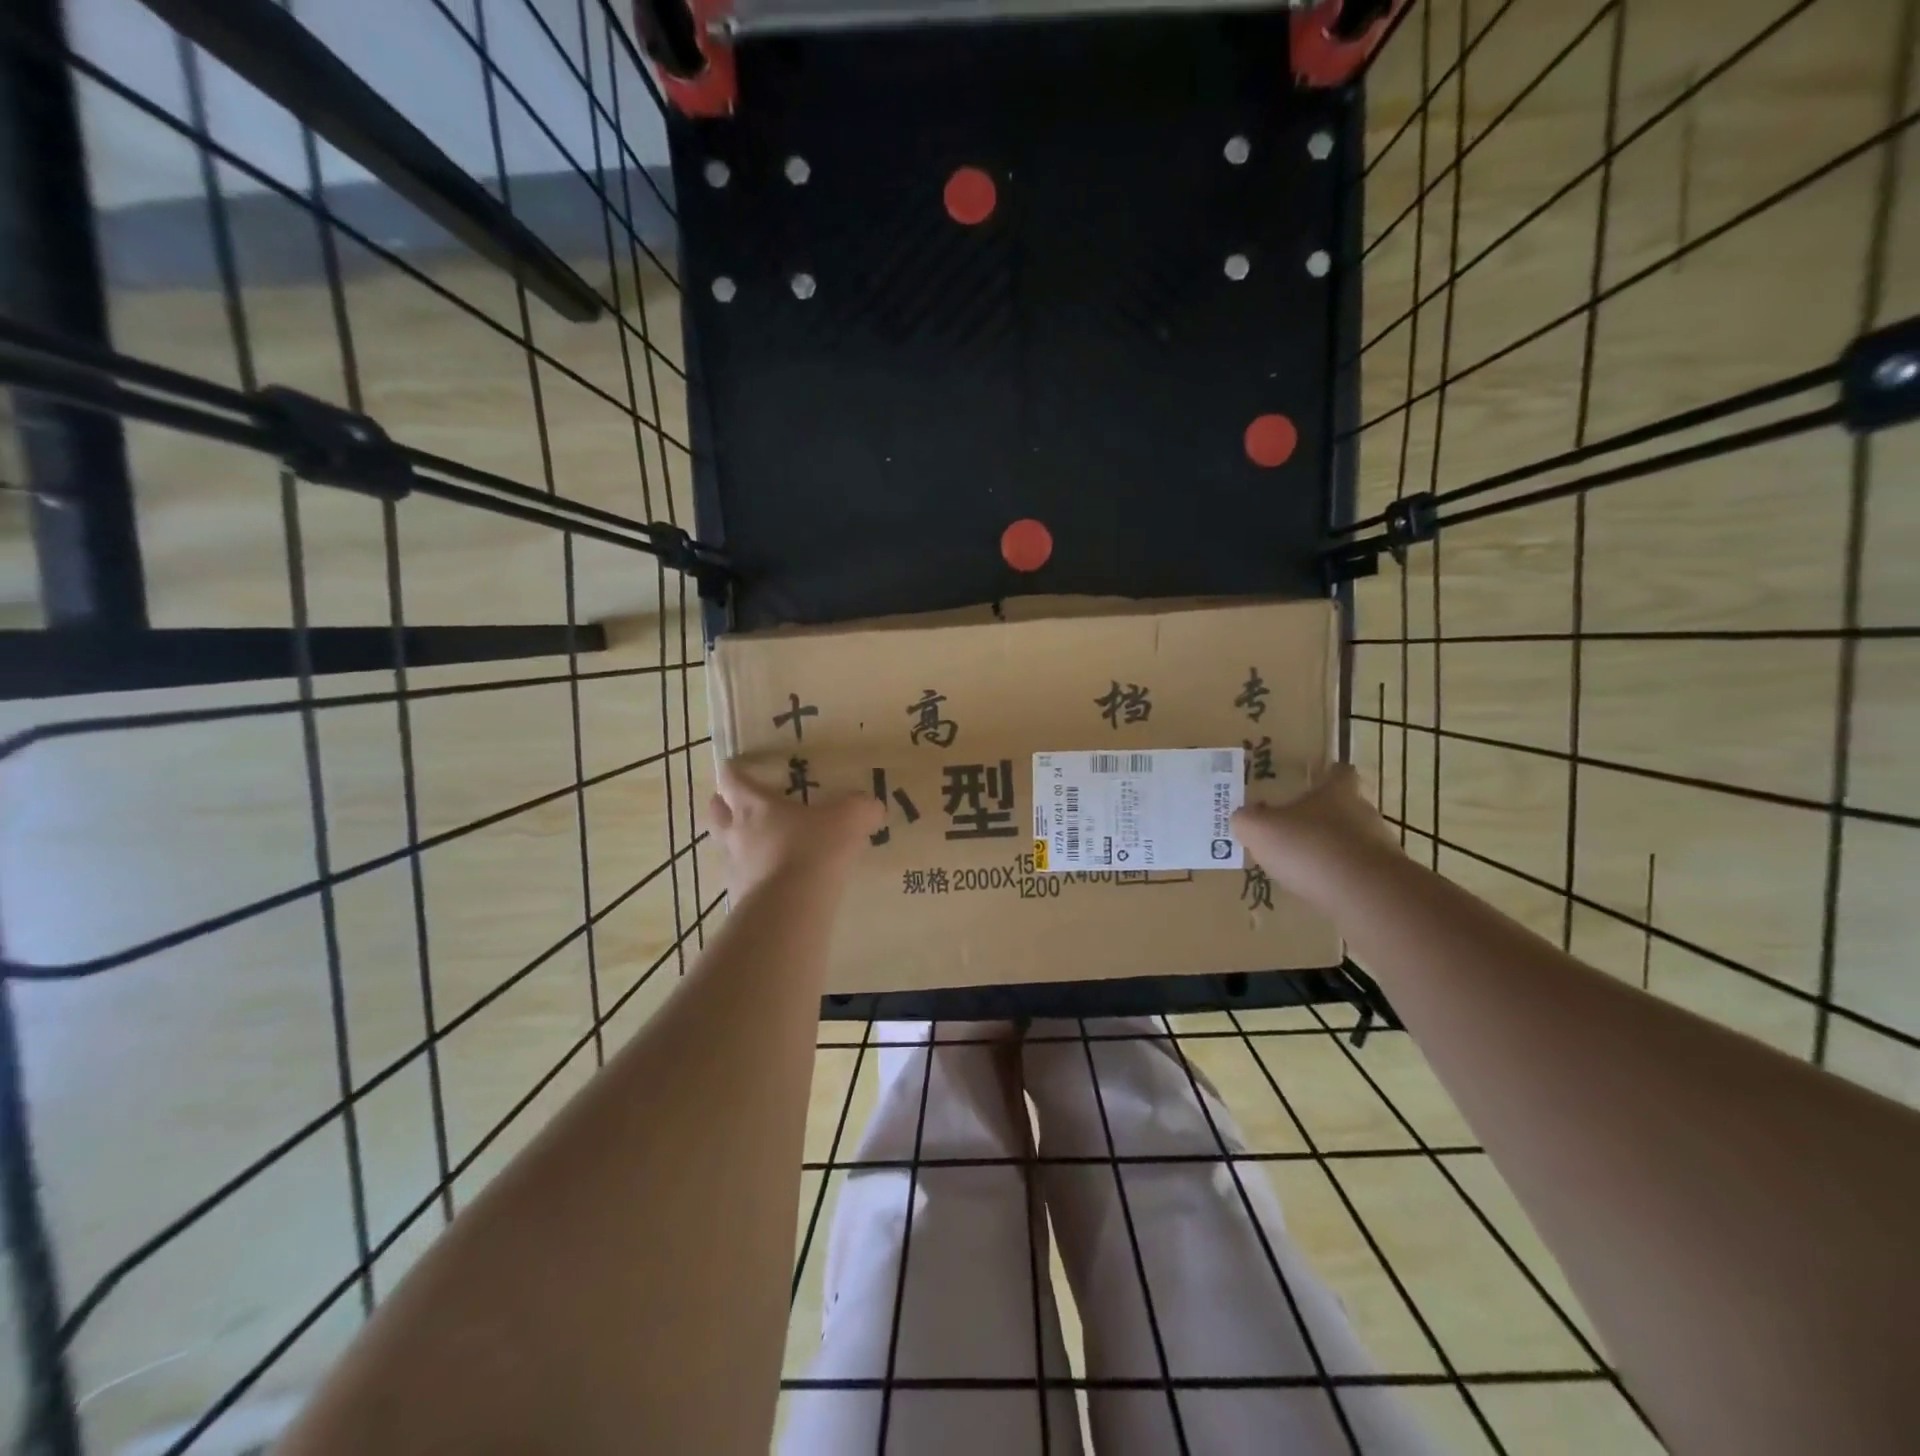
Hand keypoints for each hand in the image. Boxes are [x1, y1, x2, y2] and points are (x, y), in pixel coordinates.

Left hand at [709, 758, 884, 898]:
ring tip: (759, 847)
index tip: (737, 768)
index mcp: (755, 806)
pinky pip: (742, 882)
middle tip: (736, 803)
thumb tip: (872, 806)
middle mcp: (737, 834)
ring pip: (725, 849)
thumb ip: (862, 808)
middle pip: (716, 813)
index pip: (732, 780)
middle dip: (722, 805)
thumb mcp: (850, 819)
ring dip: (736, 844)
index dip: (733, 772)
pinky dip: (753, 879)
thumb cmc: (814, 849)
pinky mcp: (740, 900)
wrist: (791, 907)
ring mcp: (734, 869)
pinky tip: (773, 882)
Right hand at [1231, 765, 1395, 900]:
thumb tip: (1243, 816)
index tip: (1315, 780)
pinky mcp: (1385, 878)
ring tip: (1306, 866)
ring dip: (1333, 849)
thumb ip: (1247, 819)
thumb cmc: (1309, 847)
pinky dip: (1341, 877)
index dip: (1328, 774)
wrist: (1363, 894)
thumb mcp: (1259, 829)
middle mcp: (1364, 812)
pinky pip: (1358, 871)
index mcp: (1337, 792)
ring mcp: (1379, 846)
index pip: (1340, 772)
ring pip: (1353, 840)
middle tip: (1297, 828)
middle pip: (1346, 807)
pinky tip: (1321, 889)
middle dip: (1324, 817)